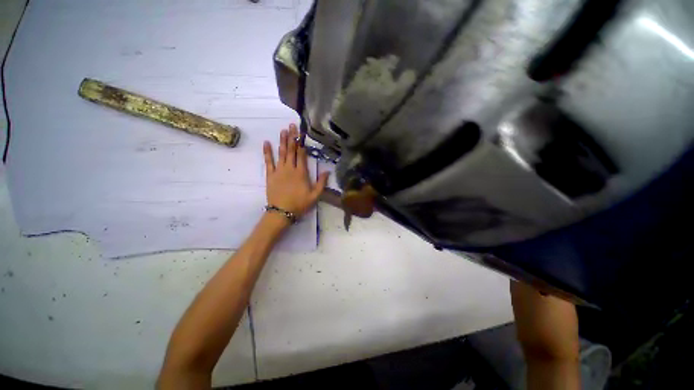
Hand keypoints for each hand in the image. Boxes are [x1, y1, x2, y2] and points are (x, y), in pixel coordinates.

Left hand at [263, 124, 329, 218]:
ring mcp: (279, 170)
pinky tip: (267, 143)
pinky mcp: (270, 175)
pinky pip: (268, 161)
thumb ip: (321, 183)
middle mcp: (290, 168)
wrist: (282, 212)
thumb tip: (328, 171)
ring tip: (283, 130)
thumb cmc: (300, 204)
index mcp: (301, 173)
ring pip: (281, 153)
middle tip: (292, 125)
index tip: (301, 133)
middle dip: (292, 137)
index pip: (301, 154)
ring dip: (282, 141)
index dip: (301, 143)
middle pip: (291, 150)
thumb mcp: (315, 196)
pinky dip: (267, 152)